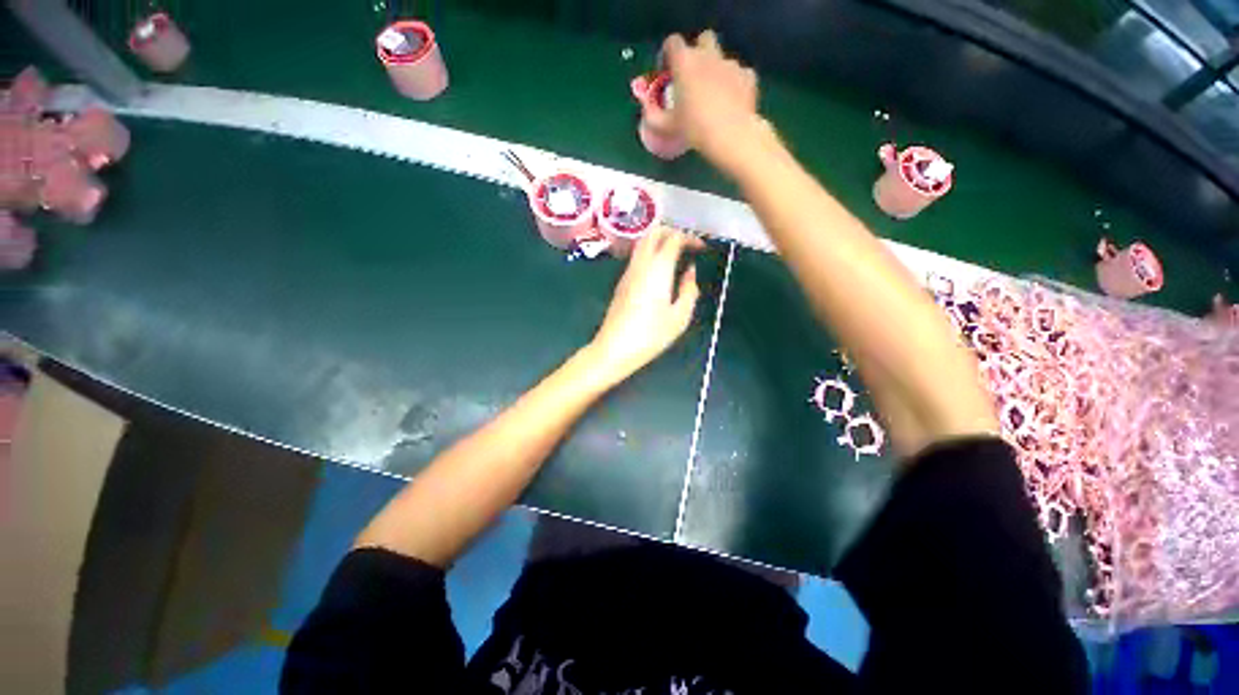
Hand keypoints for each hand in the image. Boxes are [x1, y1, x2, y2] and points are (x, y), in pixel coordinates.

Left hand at [589, 227, 703, 382]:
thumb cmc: (651, 335)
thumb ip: (689, 289)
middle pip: (653, 232)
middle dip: (672, 232)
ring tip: (676, 255)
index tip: (701, 248)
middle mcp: (640, 264)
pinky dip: (651, 253)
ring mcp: (627, 272)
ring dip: (660, 241)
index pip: (673, 238)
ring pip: (642, 243)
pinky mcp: (621, 283)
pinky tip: (660, 270)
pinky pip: (637, 257)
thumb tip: (689, 271)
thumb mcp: (680, 316)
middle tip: (688, 245)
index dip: (690, 238)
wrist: (614, 349)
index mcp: (658, 268)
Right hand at [664, 31, 764, 174]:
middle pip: (703, 39)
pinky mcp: (748, 76)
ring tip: (714, 97)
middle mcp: (708, 56)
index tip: (668, 72)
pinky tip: (731, 102)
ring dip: (717, 71)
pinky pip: (739, 75)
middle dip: (698, 53)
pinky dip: (734, 84)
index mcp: (685, 62)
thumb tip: (647, 109)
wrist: (731, 136)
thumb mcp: (666, 127)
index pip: (673, 42)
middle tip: (694, 78)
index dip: (669, 55)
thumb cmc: (694, 129)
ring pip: (722, 59)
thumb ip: (653, 116)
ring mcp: (730, 64)